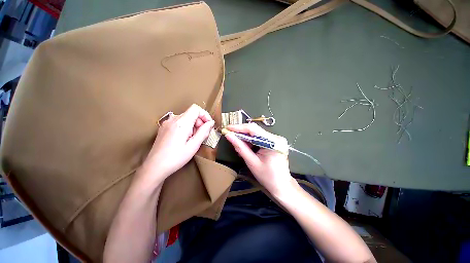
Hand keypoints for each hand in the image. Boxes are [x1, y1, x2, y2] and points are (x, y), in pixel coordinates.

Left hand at [141, 104, 214, 181]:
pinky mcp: (164, 127)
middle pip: (191, 113)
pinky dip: (186, 127)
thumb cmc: (175, 158)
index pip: (196, 109)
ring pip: (186, 118)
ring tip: (193, 139)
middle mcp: (173, 119)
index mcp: (181, 123)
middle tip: (201, 135)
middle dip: (200, 122)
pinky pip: (179, 122)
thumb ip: (204, 131)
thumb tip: (211, 123)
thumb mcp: (194, 145)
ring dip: (193, 126)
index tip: (208, 125)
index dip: (205, 115)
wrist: (155, 167)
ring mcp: (167, 123)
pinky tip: (185, 139)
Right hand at [224, 123, 296, 196]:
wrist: (281, 185)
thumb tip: (229, 136)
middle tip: (230, 136)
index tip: (228, 128)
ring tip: (238, 145)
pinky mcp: (274, 142)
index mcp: (273, 142)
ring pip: (256, 133)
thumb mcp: (252, 162)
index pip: (253, 129)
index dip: (239, 127)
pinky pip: (259, 138)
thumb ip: (240, 148)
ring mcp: (276, 139)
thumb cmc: (267, 176)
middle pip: (255, 130)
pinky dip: (251, 141)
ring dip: (245, 138)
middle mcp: (276, 137)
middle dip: (241, 133)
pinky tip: (246, 147)